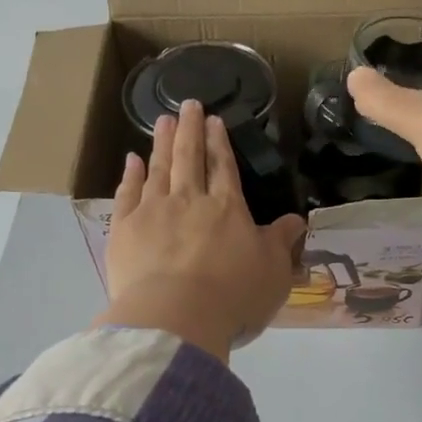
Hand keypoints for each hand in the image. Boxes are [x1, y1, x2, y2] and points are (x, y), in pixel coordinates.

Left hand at [94, 100, 306, 361]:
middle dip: (189, 129)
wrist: (175, 317)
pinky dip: (130, 175)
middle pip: (189, 157)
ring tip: (162, 120)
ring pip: (158, 168)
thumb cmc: (233, 296)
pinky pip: (126, 194)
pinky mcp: (124, 230)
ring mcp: (153, 212)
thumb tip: (296, 219)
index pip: (224, 167)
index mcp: (227, 208)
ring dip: (161, 143)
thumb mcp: (273, 272)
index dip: (219, 142)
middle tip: (187, 104)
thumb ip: (282, 242)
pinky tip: (131, 161)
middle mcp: (189, 200)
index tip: (214, 120)